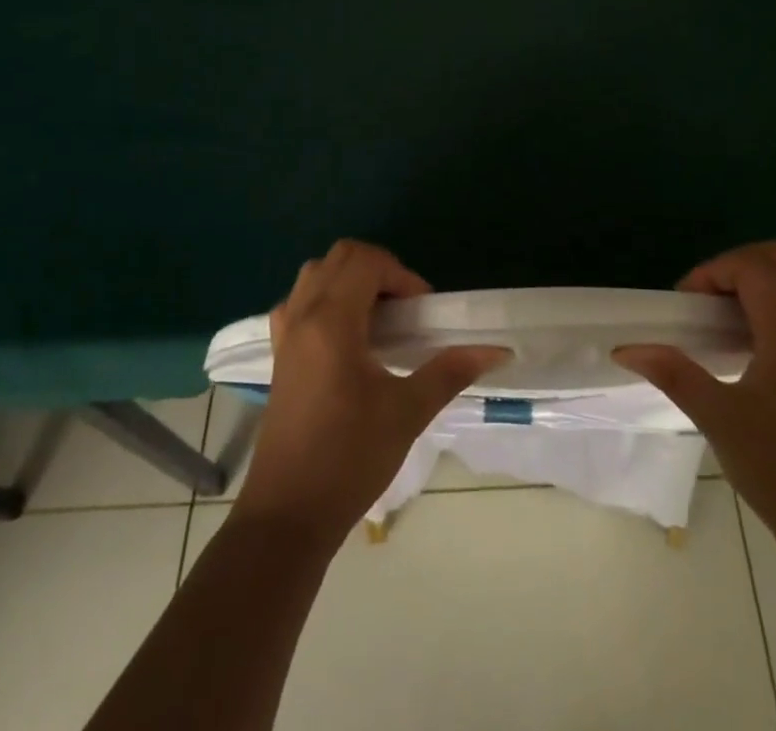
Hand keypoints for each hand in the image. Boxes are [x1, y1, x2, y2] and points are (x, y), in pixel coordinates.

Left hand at [231, 240, 509, 543]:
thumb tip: (497, 350)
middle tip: (405, 309)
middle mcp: (302, 317)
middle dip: (378, 270)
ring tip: (380, 321)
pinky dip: (326, 301)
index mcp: (331, 322)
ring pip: (316, 275)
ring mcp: (284, 335)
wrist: (287, 517)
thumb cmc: (348, 460)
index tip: (422, 311)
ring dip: (351, 281)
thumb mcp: (407, 413)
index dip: (401, 275)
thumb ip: (450, 371)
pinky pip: (300, 303)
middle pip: (339, 257)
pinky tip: (349, 339)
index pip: (366, 261)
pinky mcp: (278, 356)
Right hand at [614, 242, 775, 548]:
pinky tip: (755, 339)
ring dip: (761, 279)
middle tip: (706, 301)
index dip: (712, 272)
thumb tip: (626, 349)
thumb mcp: (717, 418)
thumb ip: (673, 373)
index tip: (687, 303)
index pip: (752, 267)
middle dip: (736, 266)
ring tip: (728, 315)